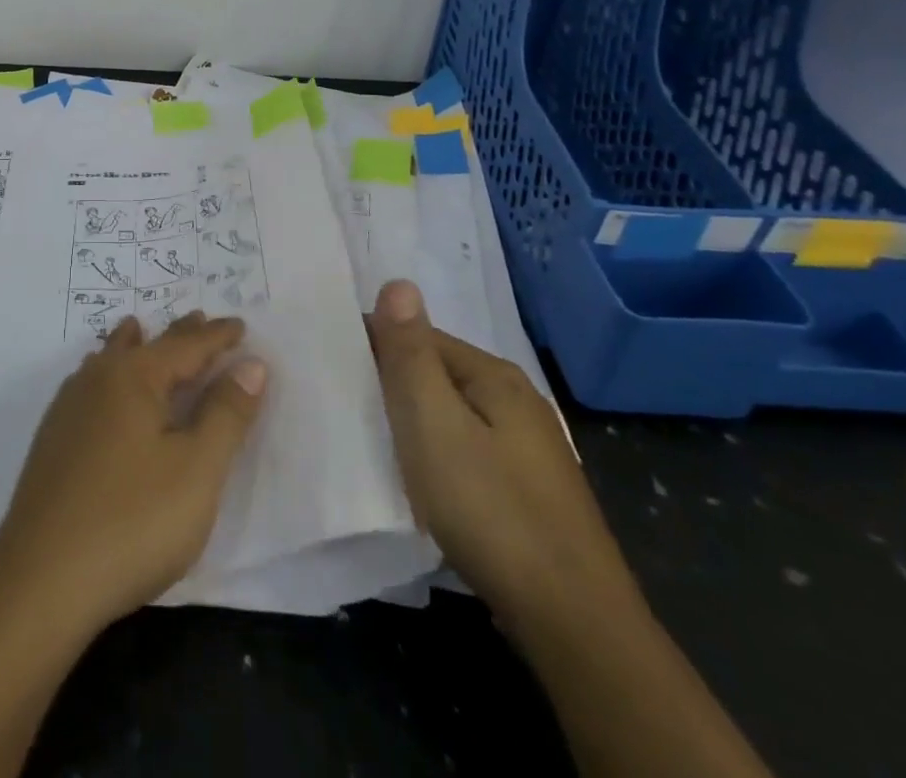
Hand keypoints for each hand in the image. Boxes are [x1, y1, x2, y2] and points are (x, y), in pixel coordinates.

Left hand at [0, 312, 266, 632]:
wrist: (40, 582)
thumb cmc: (132, 521)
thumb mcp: (197, 470)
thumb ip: (227, 413)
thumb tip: (251, 363)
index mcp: (134, 376)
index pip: (186, 346)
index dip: (217, 337)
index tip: (240, 324)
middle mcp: (97, 380)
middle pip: (145, 346)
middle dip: (178, 335)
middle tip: (198, 319)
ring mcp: (68, 410)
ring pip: (108, 361)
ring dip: (134, 346)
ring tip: (139, 329)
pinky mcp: (52, 441)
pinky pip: (90, 386)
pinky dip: (109, 374)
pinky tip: (101, 387)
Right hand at [367, 280, 641, 634]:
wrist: (574, 624)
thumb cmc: (491, 510)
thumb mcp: (434, 424)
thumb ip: (410, 353)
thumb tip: (398, 281)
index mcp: (494, 376)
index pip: (419, 336)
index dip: (374, 346)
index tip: (331, 367)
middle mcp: (516, 402)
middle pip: (436, 375)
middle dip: (392, 384)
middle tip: (343, 406)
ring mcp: (528, 450)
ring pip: (451, 417)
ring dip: (412, 423)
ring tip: (370, 442)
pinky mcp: (528, 493)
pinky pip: (466, 453)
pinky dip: (436, 456)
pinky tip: (419, 482)